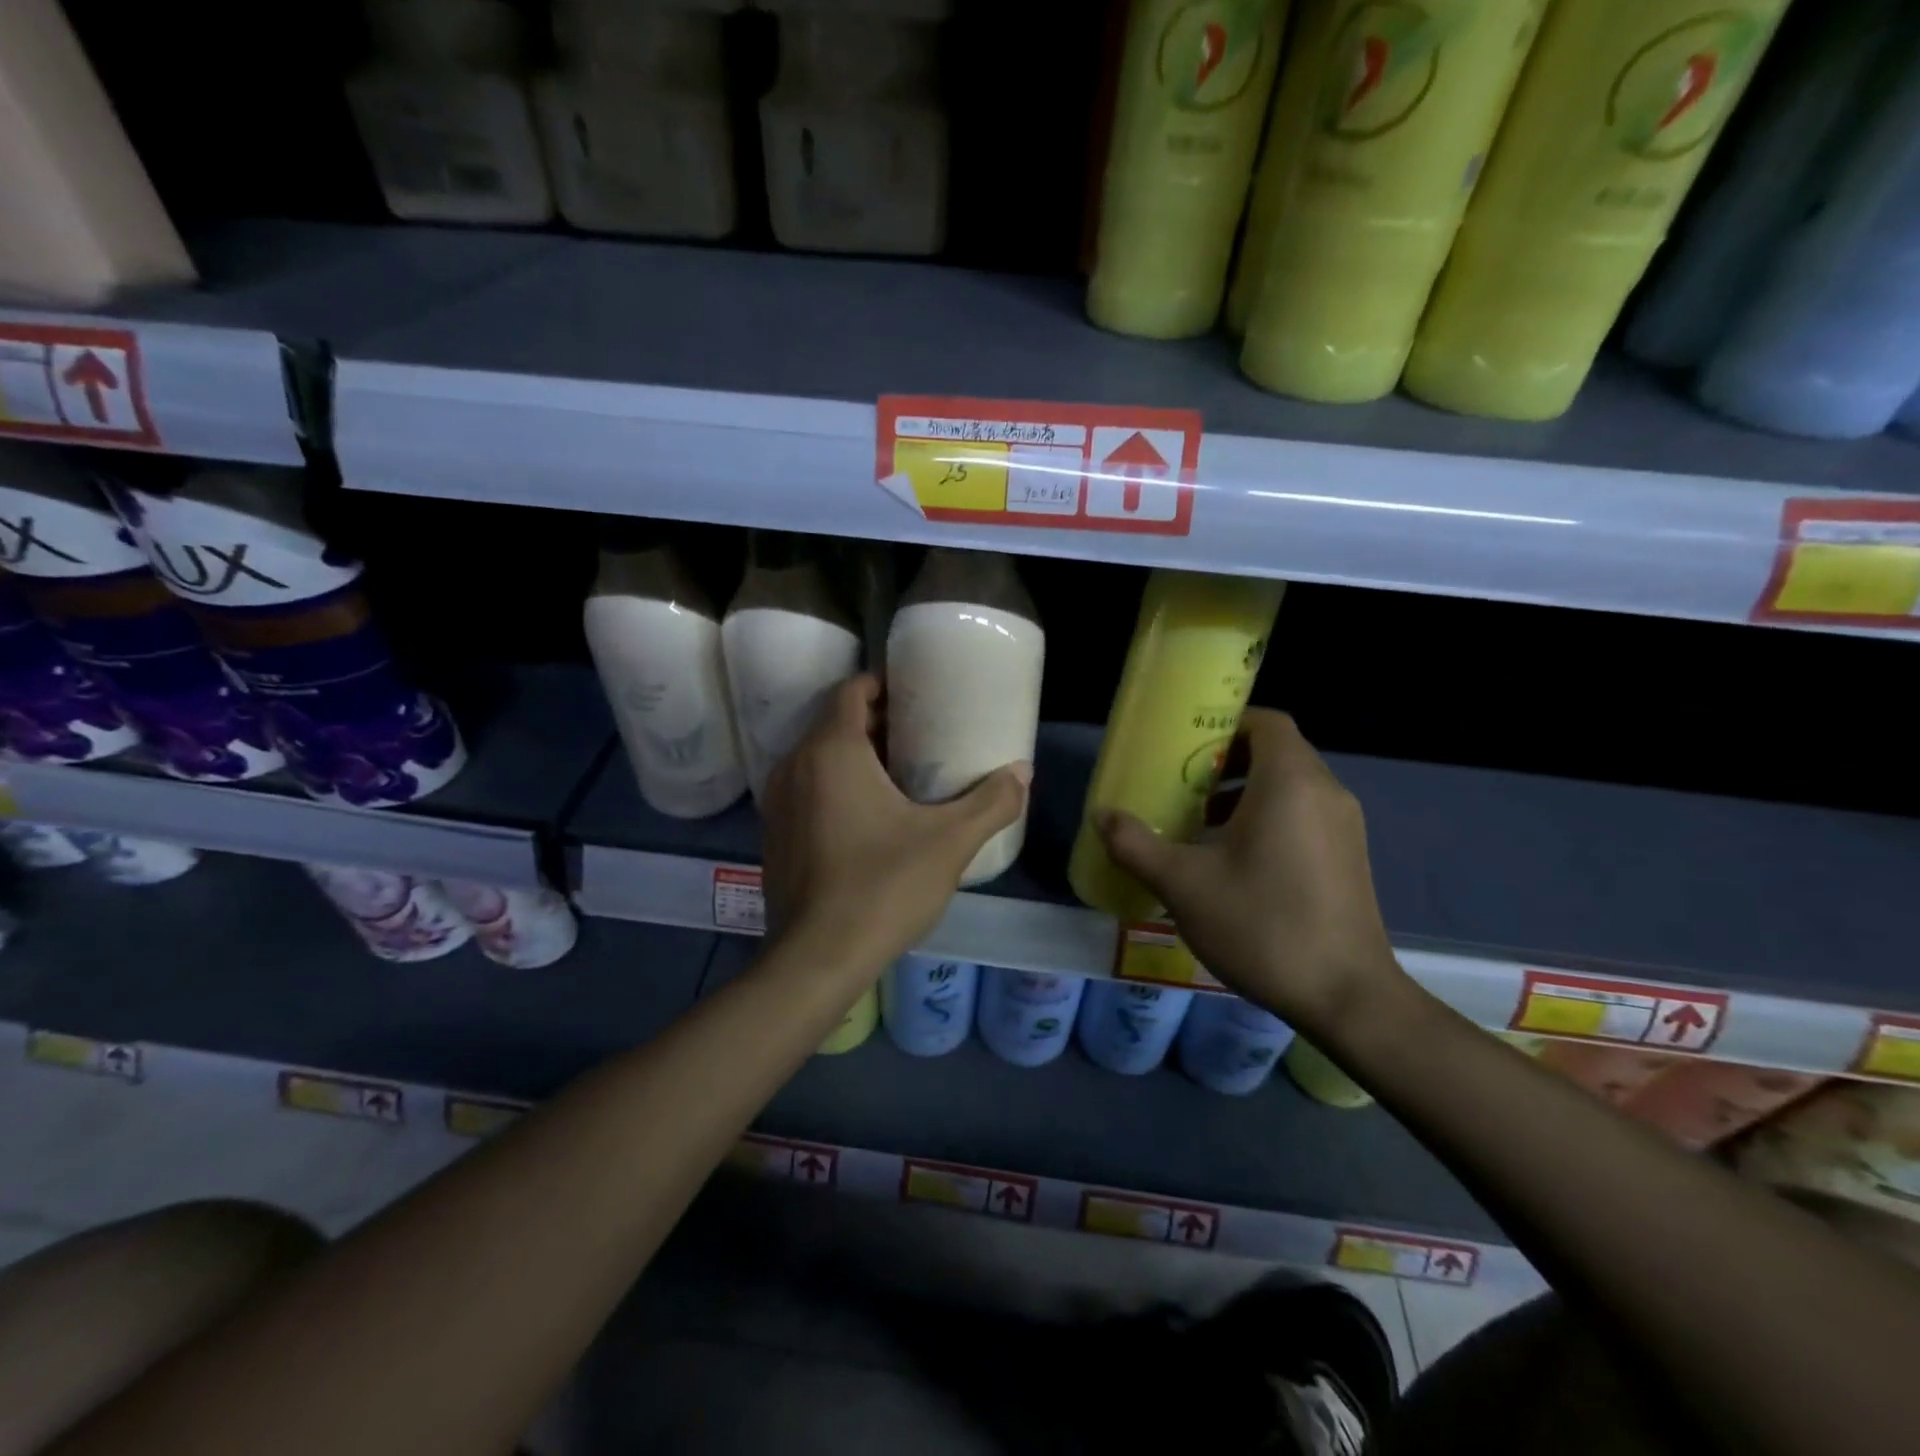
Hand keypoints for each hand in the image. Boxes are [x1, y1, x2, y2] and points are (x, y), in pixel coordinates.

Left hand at [761, 675, 1030, 976]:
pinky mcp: (775, 835)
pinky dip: (835, 786)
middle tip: (924, 736)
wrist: (817, 958)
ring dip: (857, 756)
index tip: (920, 696)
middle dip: (878, 723)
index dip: (885, 686)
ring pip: (819, 758)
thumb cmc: (883, 886)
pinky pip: (807, 790)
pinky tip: (870, 818)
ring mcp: (778, 802)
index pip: (852, 691)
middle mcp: (795, 766)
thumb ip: (991, 802)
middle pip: (836, 723)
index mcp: (832, 751)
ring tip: (903, 775)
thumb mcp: (950, 842)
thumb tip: (1023, 772)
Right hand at [1095, 710, 1404, 1035]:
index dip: (1225, 723)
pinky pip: (1304, 814)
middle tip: (1182, 784)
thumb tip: (1102, 816)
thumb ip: (1136, 845)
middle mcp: (1325, 793)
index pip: (1266, 722)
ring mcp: (1344, 826)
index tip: (1185, 745)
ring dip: (1245, 792)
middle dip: (1226, 761)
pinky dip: (1268, 817)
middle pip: (1276, 751)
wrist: (1347, 997)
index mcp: (1290, 783)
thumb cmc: (1262, 925)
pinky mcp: (1349, 857)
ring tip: (1200, 823)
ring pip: (1290, 785)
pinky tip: (1234, 860)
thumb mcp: (1183, 885)